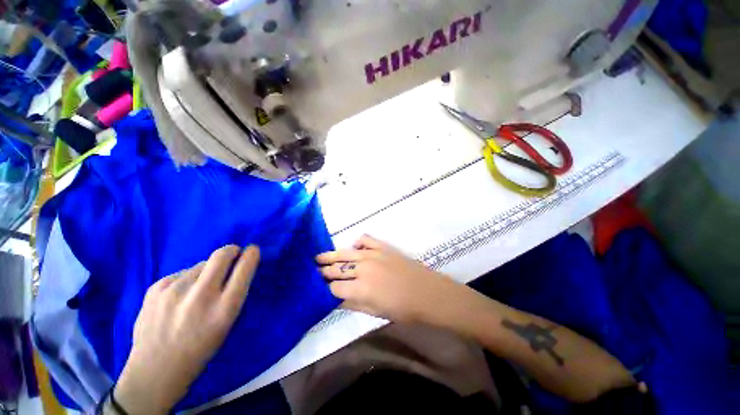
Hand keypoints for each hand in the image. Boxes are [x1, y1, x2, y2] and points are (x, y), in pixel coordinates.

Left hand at [113, 245, 259, 413]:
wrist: (155, 370)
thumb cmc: (200, 349)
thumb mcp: (227, 323)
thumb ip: (233, 294)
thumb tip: (236, 266)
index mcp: (224, 309)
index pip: (244, 269)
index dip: (251, 255)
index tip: (252, 250)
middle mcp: (200, 296)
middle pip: (221, 255)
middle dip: (231, 250)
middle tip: (232, 254)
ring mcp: (174, 291)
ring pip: (200, 265)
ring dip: (206, 271)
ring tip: (197, 291)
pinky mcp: (156, 288)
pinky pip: (181, 273)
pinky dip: (187, 280)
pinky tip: (178, 298)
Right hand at [317, 235, 466, 324]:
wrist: (427, 292)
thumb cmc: (403, 308)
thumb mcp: (375, 312)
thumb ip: (353, 304)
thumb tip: (336, 298)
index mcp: (361, 289)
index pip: (334, 288)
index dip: (325, 290)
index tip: (319, 289)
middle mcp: (363, 269)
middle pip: (337, 269)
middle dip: (324, 271)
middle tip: (314, 271)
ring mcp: (373, 254)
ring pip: (346, 253)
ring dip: (331, 255)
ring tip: (318, 257)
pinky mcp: (382, 246)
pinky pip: (365, 239)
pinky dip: (357, 242)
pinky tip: (353, 247)